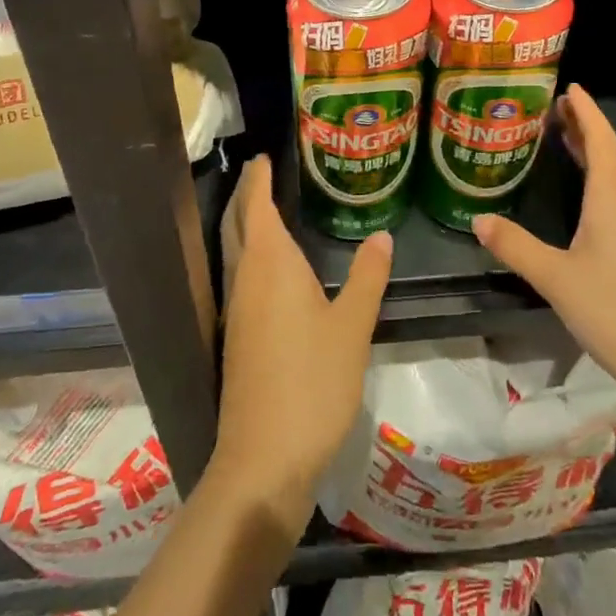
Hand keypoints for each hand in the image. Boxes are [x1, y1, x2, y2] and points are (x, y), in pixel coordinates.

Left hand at [209, 155, 391, 533]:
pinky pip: (239, 277)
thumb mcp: (352, 325)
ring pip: (234, 252)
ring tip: (262, 207)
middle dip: (247, 195)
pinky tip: (267, 269)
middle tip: (260, 171)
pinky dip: (248, 254)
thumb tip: (381, 235)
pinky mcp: (236, 338)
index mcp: (269, 264)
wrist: (264, 459)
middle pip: (238, 225)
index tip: (263, 156)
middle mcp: (245, 279)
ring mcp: (236, 311)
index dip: (259, 179)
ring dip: (244, 224)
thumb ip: (367, 276)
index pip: (258, 206)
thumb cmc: (312, 381)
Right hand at [472, 85, 615, 424]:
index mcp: (612, 199)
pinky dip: (595, 178)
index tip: (568, 86)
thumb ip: (516, 246)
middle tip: (554, 106)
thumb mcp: (557, 279)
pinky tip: (581, 193)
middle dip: (584, 125)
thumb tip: (477, 218)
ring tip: (562, 136)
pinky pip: (614, 197)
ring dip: (590, 151)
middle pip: (608, 152)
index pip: (600, 140)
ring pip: (612, 175)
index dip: (585, 111)